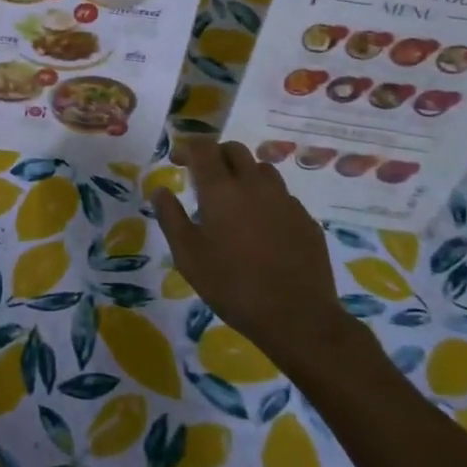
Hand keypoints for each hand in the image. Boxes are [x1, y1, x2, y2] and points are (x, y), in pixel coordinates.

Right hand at [150, 140, 356, 373]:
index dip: (186, 148)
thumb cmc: (232, 285)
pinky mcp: (306, 220)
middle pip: (235, 150)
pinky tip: (263, 225)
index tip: (176, 160)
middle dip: (216, 154)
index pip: (203, 148)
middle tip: (204, 175)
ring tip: (235, 198)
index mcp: (221, 189)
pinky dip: (267, 199)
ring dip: (244, 173)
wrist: (297, 317)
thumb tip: (160, 190)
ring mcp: (285, 201)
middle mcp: (254, 185)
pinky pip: (283, 196)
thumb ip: (170, 217)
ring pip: (262, 169)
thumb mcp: (188, 255)